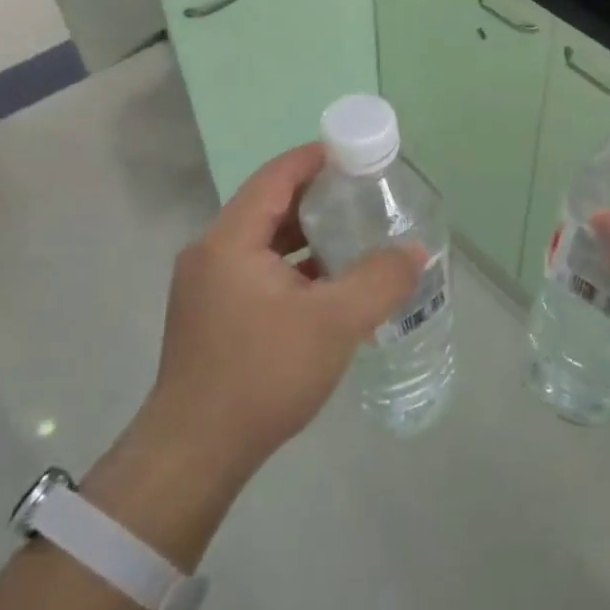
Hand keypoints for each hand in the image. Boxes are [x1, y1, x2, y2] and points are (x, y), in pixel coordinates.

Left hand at [134, 144, 424, 487]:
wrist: (195, 454)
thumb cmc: (262, 375)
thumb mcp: (334, 323)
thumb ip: (380, 280)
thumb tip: (414, 251)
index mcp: (230, 240)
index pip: (276, 177)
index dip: (316, 159)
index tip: (357, 155)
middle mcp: (211, 253)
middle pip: (269, 206)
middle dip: (318, 198)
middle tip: (365, 197)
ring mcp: (207, 287)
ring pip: (263, 243)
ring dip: (306, 236)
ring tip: (354, 237)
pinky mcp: (211, 316)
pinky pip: (257, 272)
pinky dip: (292, 268)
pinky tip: (327, 287)